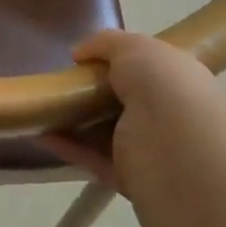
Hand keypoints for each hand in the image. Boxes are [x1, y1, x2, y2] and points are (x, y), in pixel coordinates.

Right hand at [39, 30, 225, 196]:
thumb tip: (80, 54)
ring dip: (76, 122)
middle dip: (93, 93)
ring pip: (108, 133)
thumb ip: (107, 44)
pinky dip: (69, 148)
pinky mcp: (133, 182)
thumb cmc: (167, 91)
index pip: (150, 70)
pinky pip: (95, 161)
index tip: (85, 61)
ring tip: (41, 109)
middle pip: (125, 103)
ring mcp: (152, 151)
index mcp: (180, 81)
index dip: (119, 63)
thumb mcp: (137, 49)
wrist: (184, 156)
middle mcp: (170, 116)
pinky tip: (41, 134)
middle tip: (60, 85)